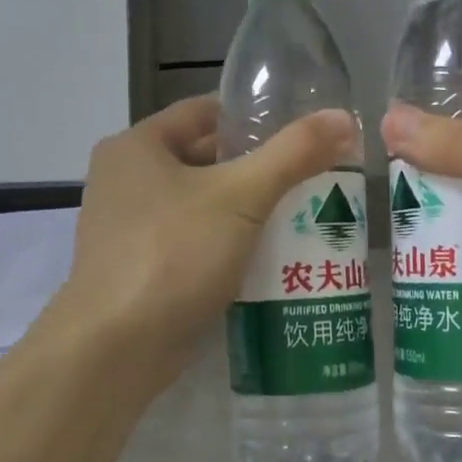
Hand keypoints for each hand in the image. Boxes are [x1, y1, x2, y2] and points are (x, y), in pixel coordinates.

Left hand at [50, 95, 355, 385]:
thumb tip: (345, 118)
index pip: (203, 113)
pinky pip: (192, 245)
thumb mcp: (240, 196)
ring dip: (244, 213)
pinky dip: (226, 247)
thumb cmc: (173, 255)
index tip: (300, 133)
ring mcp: (128, 231)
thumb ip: (293, 154)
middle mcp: (124, 182)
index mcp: (135, 147)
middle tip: (312, 178)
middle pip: (203, 160)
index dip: (253, 118)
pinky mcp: (140, 272)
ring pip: (200, 208)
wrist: (117, 348)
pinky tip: (268, 260)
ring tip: (301, 216)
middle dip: (256, 170)